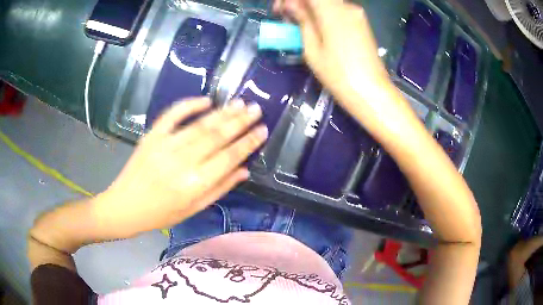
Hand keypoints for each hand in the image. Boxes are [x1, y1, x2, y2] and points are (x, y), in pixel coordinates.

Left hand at [93, 97, 266, 237]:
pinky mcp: (152, 136)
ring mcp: (165, 145)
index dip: (248, 143)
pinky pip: (172, 115)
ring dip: (222, 113)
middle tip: (256, 109)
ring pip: (199, 124)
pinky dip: (189, 104)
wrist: (126, 206)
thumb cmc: (162, 214)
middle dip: (239, 122)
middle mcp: (181, 162)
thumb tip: (244, 169)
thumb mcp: (194, 209)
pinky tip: (206, 100)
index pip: (228, 158)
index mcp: (194, 184)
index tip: (262, 130)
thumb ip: (220, 188)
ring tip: (240, 103)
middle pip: (216, 136)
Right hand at [274, 0, 391, 107]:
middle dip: (299, 3)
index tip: (279, 11)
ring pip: (327, 3)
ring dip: (310, 9)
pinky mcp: (361, 23)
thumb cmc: (338, 74)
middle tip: (286, 17)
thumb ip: (302, 21)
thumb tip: (291, 4)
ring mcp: (357, 14)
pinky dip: (323, 13)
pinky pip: (338, 10)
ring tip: (299, 25)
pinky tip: (317, 27)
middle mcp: (347, 6)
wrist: (371, 92)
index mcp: (333, 11)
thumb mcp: (313, 48)